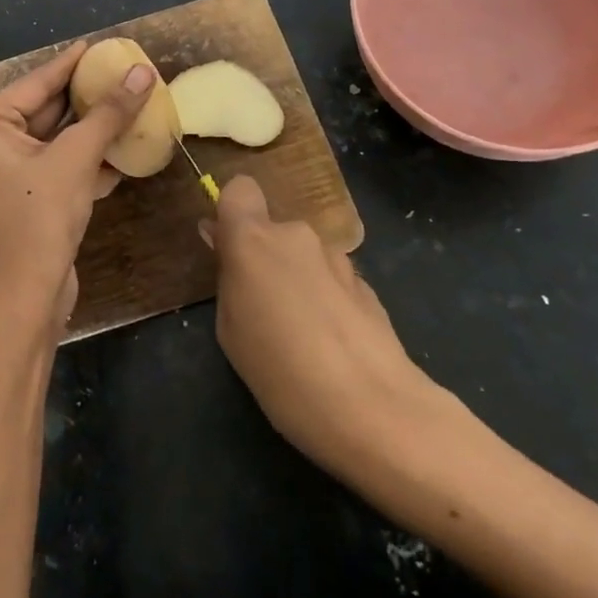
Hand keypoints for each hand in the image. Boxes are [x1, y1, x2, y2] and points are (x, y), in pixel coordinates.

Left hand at [0, 42, 156, 336]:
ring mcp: (1, 174)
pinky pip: (54, 165)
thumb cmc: (39, 219)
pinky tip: (120, 148)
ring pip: (53, 140)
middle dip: (84, 97)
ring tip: (127, 103)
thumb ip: (108, 113)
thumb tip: (142, 72)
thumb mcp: (76, 158)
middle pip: (43, 110)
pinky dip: (84, 158)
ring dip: (89, 129)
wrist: (26, 299)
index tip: (99, 46)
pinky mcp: (21, 198)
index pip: (35, 84)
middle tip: (119, 73)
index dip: (70, 64)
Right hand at [207, 176, 447, 476]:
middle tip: (262, 309)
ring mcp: (338, 257)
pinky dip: (327, 300)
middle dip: (267, 258)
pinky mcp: (367, 284)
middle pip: (274, 230)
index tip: (229, 247)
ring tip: (302, 335)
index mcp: (254, 239)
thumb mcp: (231, 329)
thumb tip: (224, 243)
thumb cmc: (280, 370)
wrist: (373, 408)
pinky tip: (332, 344)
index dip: (233, 212)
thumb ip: (228, 277)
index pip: (240, 188)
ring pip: (305, 256)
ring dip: (298, 280)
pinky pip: (332, 280)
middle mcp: (297, 235)